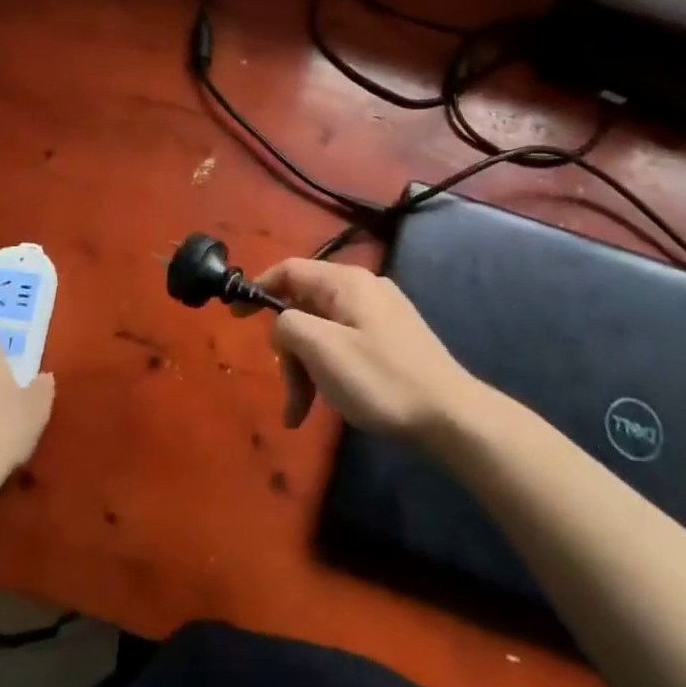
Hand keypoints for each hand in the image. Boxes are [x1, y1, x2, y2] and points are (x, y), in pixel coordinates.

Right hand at [252, 259, 480, 442]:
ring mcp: (379, 313)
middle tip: (289, 393)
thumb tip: (281, 325)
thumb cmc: (381, 379)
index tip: (235, 315)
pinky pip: (344, 344)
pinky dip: (328, 370)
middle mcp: (362, 289)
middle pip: (305, 306)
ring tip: (303, 412)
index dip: (259, 287)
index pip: (290, 270)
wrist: (450, 416)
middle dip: (288, 349)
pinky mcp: (390, 339)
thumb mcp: (323, 350)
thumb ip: (288, 326)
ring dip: (307, 367)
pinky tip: (331, 402)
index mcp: (345, 282)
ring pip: (323, 330)